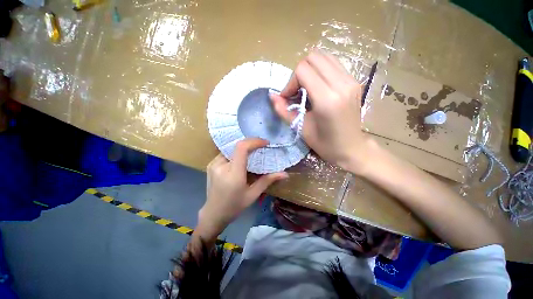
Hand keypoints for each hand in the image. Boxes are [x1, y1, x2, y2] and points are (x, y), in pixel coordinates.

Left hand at [198, 138, 287, 238]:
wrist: (213, 213)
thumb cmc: (235, 206)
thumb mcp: (253, 194)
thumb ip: (268, 181)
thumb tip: (285, 174)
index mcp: (233, 174)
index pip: (242, 148)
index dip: (254, 141)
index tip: (265, 143)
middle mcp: (221, 166)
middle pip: (237, 146)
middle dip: (251, 144)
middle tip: (261, 147)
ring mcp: (213, 164)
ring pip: (231, 148)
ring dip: (243, 149)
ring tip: (252, 153)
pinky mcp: (210, 164)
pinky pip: (225, 153)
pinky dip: (235, 153)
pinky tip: (240, 160)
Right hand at [270, 50, 369, 172]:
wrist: (352, 148)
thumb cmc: (325, 144)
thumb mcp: (301, 129)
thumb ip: (284, 110)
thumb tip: (272, 96)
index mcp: (327, 99)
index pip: (303, 70)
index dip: (290, 82)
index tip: (288, 97)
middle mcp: (341, 84)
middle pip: (313, 57)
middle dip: (299, 73)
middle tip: (297, 92)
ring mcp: (351, 81)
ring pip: (325, 56)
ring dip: (310, 69)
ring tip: (307, 88)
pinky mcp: (355, 81)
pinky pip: (334, 64)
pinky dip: (321, 71)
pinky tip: (319, 87)